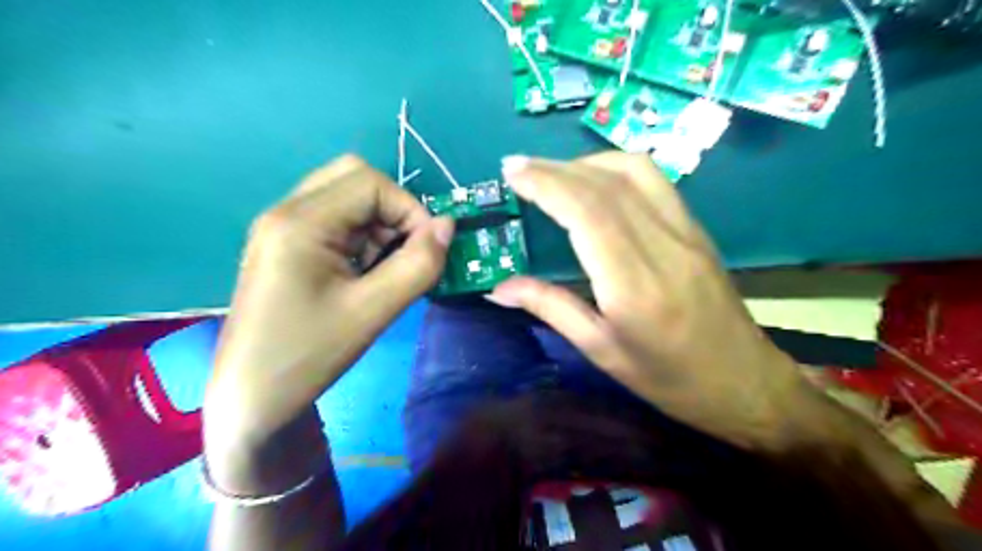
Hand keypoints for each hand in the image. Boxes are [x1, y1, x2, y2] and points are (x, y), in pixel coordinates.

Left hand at [205, 155, 454, 468]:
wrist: (252, 397)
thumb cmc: (308, 355)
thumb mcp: (373, 311)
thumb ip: (418, 265)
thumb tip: (448, 226)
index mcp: (300, 221)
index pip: (371, 182)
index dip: (409, 209)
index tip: (427, 249)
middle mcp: (286, 212)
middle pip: (355, 179)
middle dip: (393, 211)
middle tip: (403, 252)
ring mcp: (282, 227)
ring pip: (346, 198)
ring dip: (378, 225)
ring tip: (383, 270)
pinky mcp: (286, 246)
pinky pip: (335, 220)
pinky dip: (362, 237)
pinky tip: (363, 274)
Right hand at [492, 152, 821, 449]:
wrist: (745, 383)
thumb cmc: (668, 379)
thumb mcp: (601, 351)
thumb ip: (550, 308)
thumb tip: (499, 287)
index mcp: (634, 286)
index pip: (586, 212)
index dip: (545, 184)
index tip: (511, 172)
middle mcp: (662, 247)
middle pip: (605, 185)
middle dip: (554, 168)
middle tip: (516, 165)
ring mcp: (686, 232)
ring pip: (634, 172)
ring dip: (586, 162)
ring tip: (551, 171)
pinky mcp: (696, 229)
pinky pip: (655, 181)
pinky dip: (616, 168)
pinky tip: (594, 179)